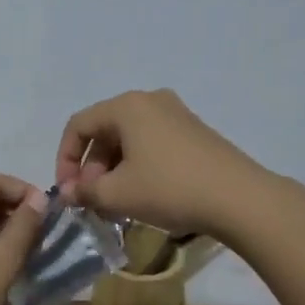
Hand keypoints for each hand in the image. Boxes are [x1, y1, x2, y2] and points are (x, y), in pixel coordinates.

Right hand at [55, 89, 270, 236]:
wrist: (239, 198)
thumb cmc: (169, 188)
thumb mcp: (118, 194)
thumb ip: (85, 192)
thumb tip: (68, 194)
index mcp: (127, 106)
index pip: (79, 126)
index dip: (65, 159)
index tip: (68, 192)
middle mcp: (150, 101)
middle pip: (105, 131)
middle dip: (92, 167)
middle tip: (92, 200)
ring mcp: (176, 114)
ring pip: (129, 139)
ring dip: (114, 170)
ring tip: (115, 203)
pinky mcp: (194, 132)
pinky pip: (152, 143)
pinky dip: (138, 166)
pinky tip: (143, 195)